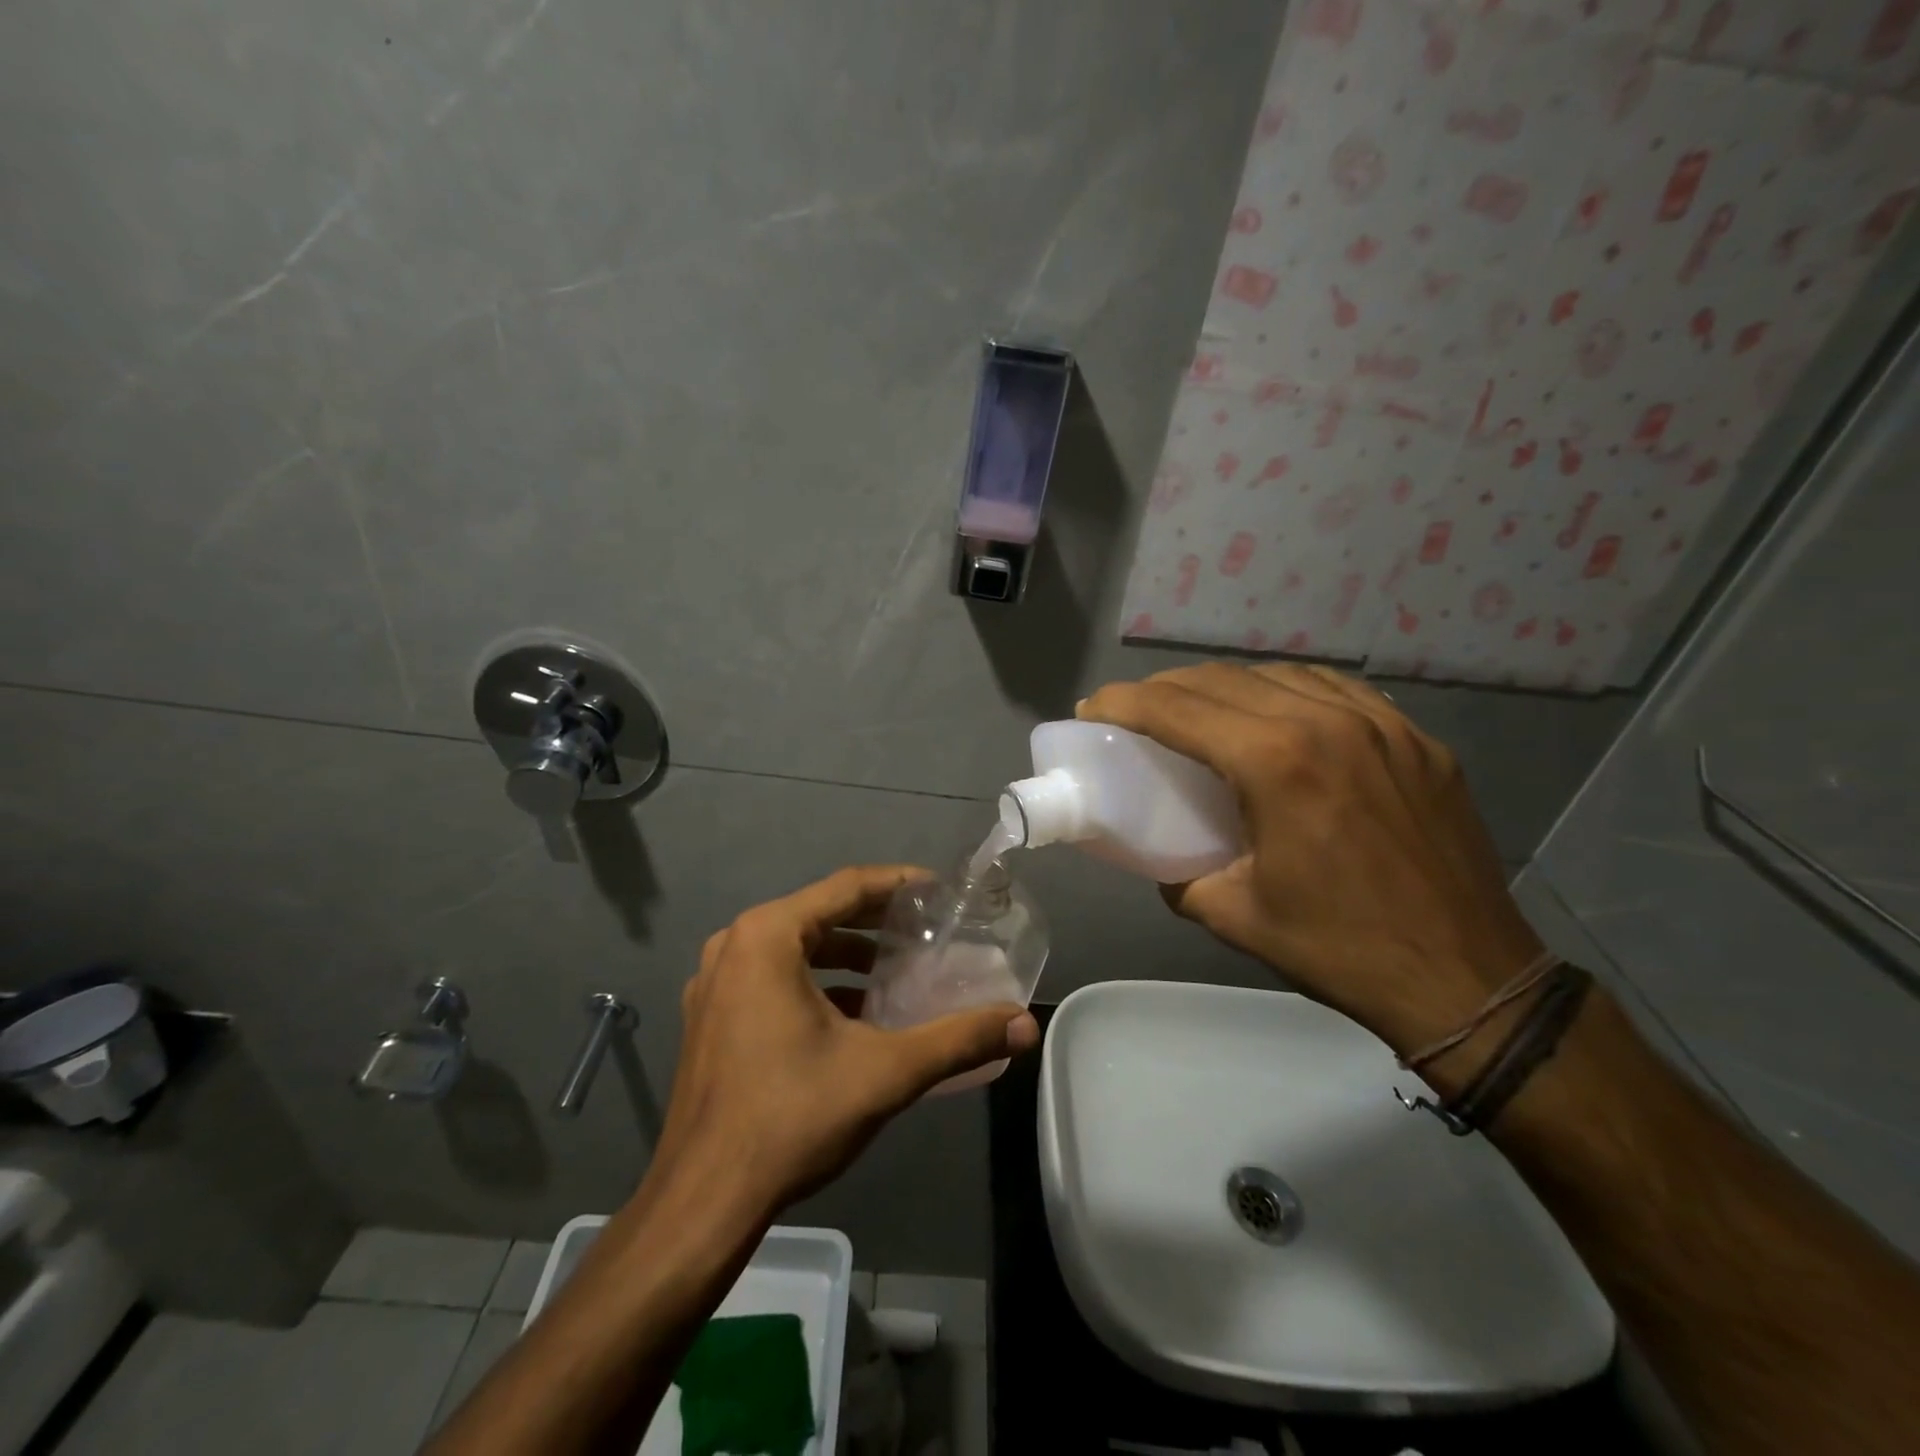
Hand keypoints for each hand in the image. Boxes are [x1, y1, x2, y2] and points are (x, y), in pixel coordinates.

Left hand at [647, 866, 1039, 1217]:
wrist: (703, 1202)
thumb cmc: (792, 1118)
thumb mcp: (886, 1073)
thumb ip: (959, 1040)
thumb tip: (1025, 1025)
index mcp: (767, 936)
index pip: (847, 887)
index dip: (899, 884)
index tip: (941, 891)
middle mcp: (734, 945)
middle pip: (820, 913)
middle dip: (876, 921)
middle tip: (927, 931)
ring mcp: (716, 982)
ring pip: (795, 948)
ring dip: (847, 955)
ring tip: (897, 972)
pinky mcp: (711, 1017)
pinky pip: (772, 978)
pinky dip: (816, 983)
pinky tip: (854, 1015)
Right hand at [1079, 663, 1543, 1055]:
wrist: (1468, 978)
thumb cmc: (1341, 950)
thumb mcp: (1235, 917)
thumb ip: (1181, 876)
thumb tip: (1163, 857)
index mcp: (1277, 763)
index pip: (1177, 709)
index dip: (1124, 703)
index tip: (1092, 709)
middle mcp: (1327, 723)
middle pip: (1222, 680)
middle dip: (1165, 688)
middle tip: (1133, 712)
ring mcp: (1382, 724)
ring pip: (1280, 674)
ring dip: (1224, 685)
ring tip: (1199, 710)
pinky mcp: (1417, 739)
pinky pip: (1337, 690)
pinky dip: (1288, 691)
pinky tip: (1276, 713)